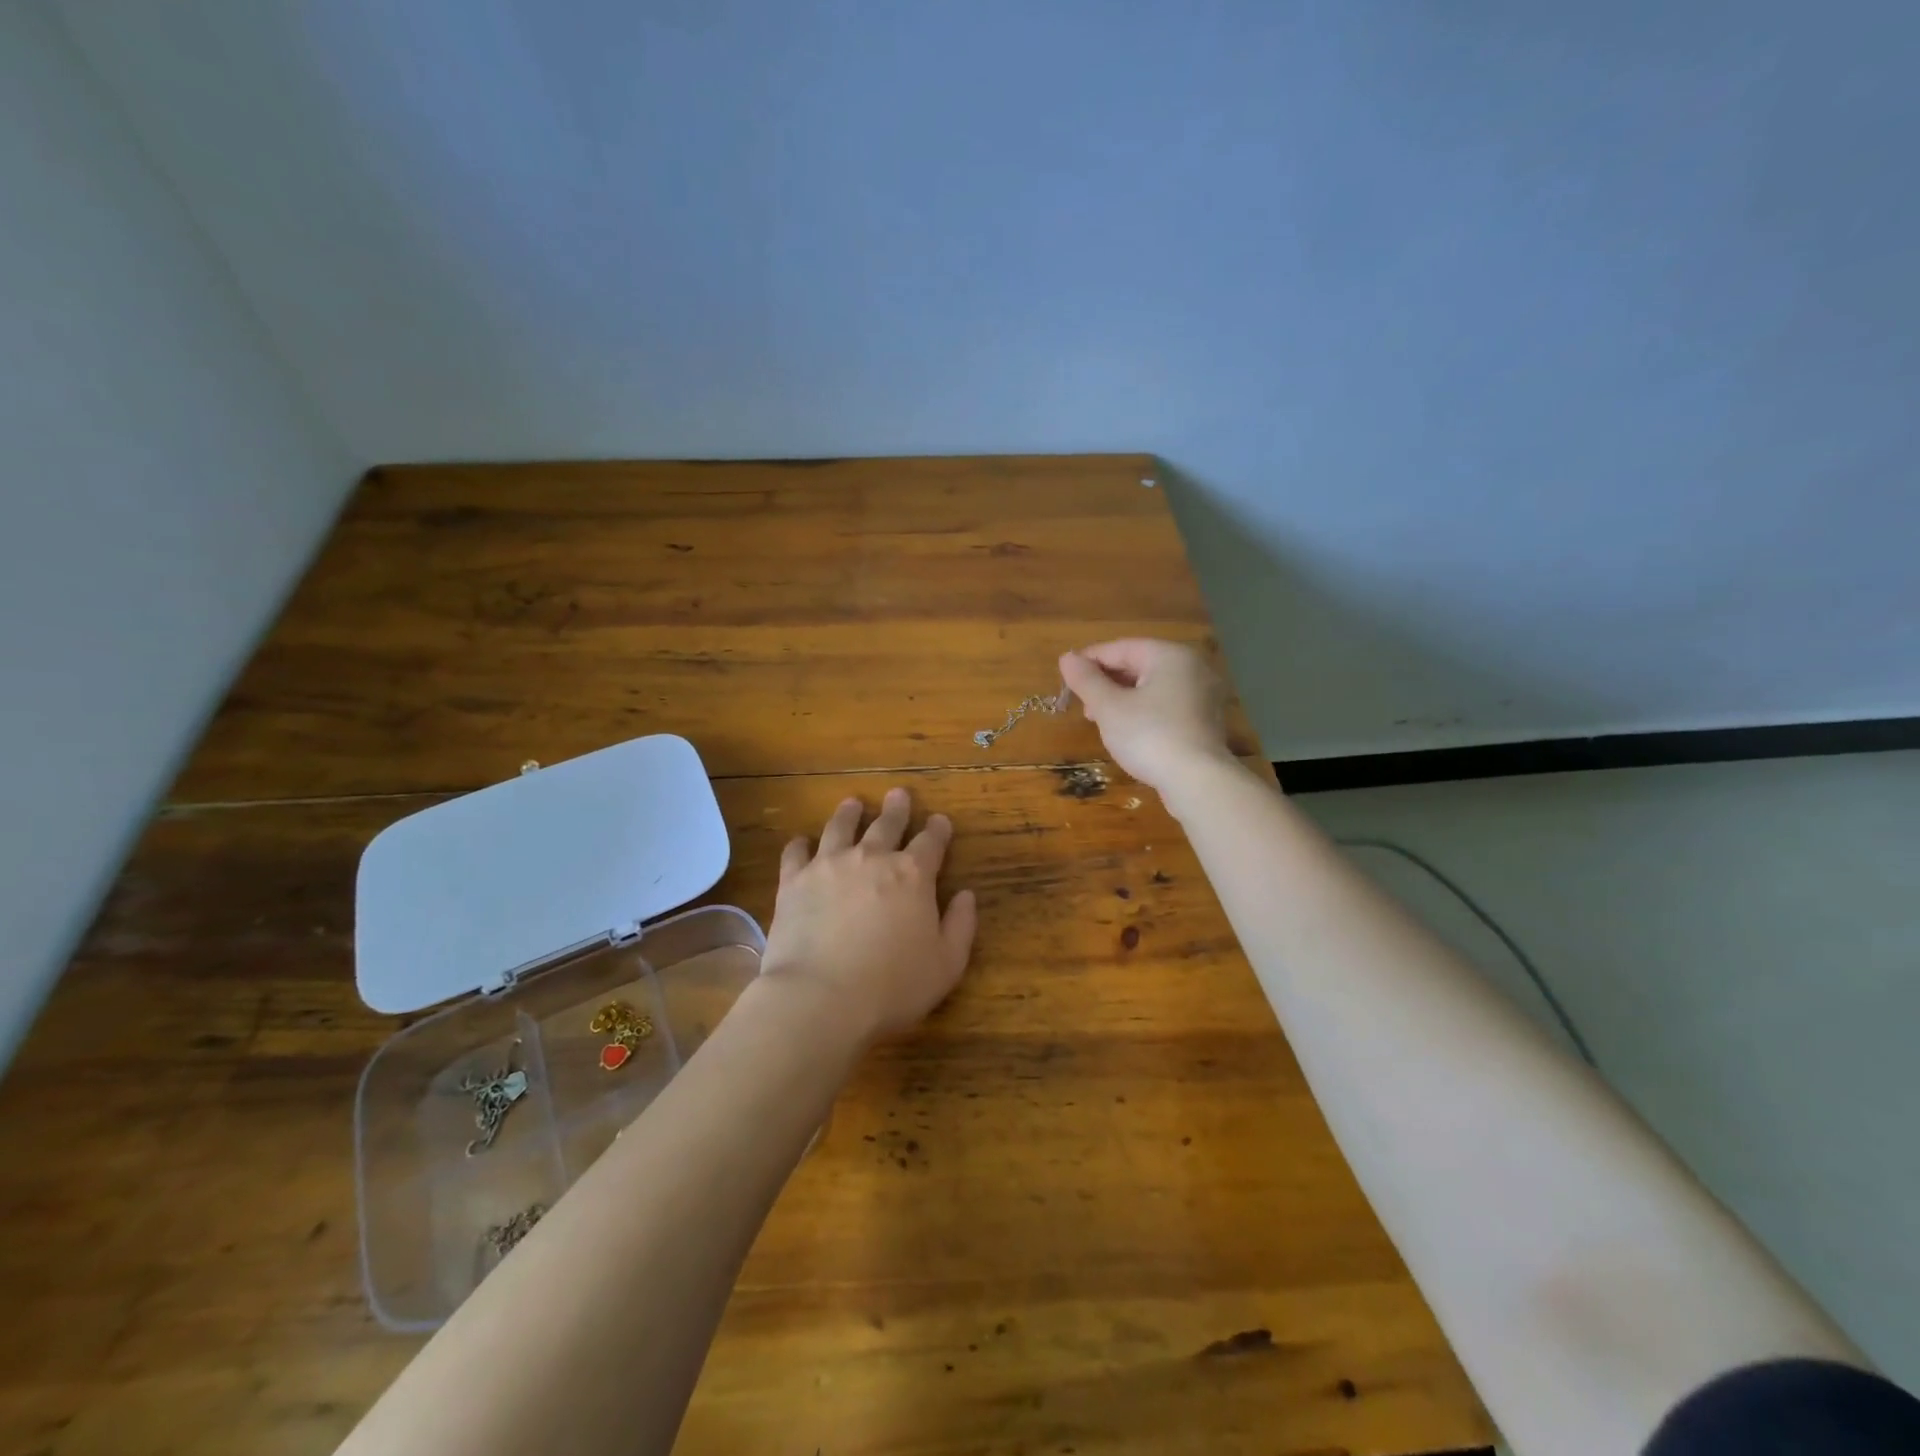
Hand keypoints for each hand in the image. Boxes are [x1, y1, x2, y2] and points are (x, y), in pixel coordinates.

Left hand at [760, 787, 977, 1044]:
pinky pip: (796, 853)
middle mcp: (872, 858)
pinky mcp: (793, 881)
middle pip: (887, 824)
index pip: (931, 842)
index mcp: (912, 875)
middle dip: (897, 808)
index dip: (938, 830)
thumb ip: (961, 926)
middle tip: (898, 793)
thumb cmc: (892, 987)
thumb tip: (966, 895)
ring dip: (849, 813)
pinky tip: (801, 842)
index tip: (940, 821)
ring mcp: (829, 865)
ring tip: (853, 803)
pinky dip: (800, 844)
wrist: (820, 998)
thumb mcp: (946, 965)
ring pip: (841, 827)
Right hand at [1058, 638, 1232, 791]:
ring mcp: (1203, 694)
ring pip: (1152, 686)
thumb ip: (1086, 680)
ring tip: (1099, 719)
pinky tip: (1127, 730)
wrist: (1197, 781)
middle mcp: (1192, 667)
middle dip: (1106, 682)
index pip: (1121, 648)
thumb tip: (1067, 658)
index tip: (1066, 677)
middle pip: (1139, 665)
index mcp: (1170, 656)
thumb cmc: (1149, 736)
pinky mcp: (1204, 720)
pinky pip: (1167, 704)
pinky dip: (1143, 711)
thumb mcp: (1109, 707)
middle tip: (1082, 704)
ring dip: (1122, 698)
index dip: (1089, 660)